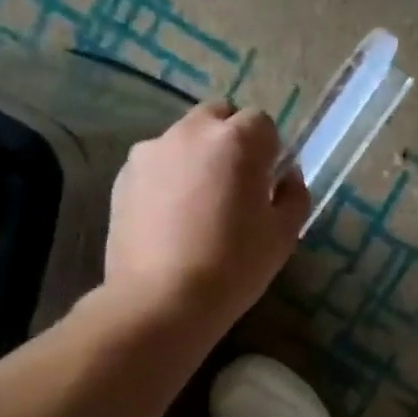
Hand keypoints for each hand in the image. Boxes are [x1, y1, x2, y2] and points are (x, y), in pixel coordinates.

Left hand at [99, 103, 307, 336]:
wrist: (161, 300)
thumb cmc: (234, 266)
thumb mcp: (283, 235)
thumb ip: (294, 195)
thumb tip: (285, 176)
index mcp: (236, 141)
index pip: (262, 122)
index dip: (269, 150)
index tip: (267, 182)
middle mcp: (191, 133)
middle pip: (219, 115)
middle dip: (232, 139)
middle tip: (236, 184)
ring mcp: (151, 151)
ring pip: (185, 138)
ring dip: (198, 156)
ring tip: (200, 203)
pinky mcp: (123, 176)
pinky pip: (157, 163)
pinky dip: (169, 177)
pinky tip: (171, 218)